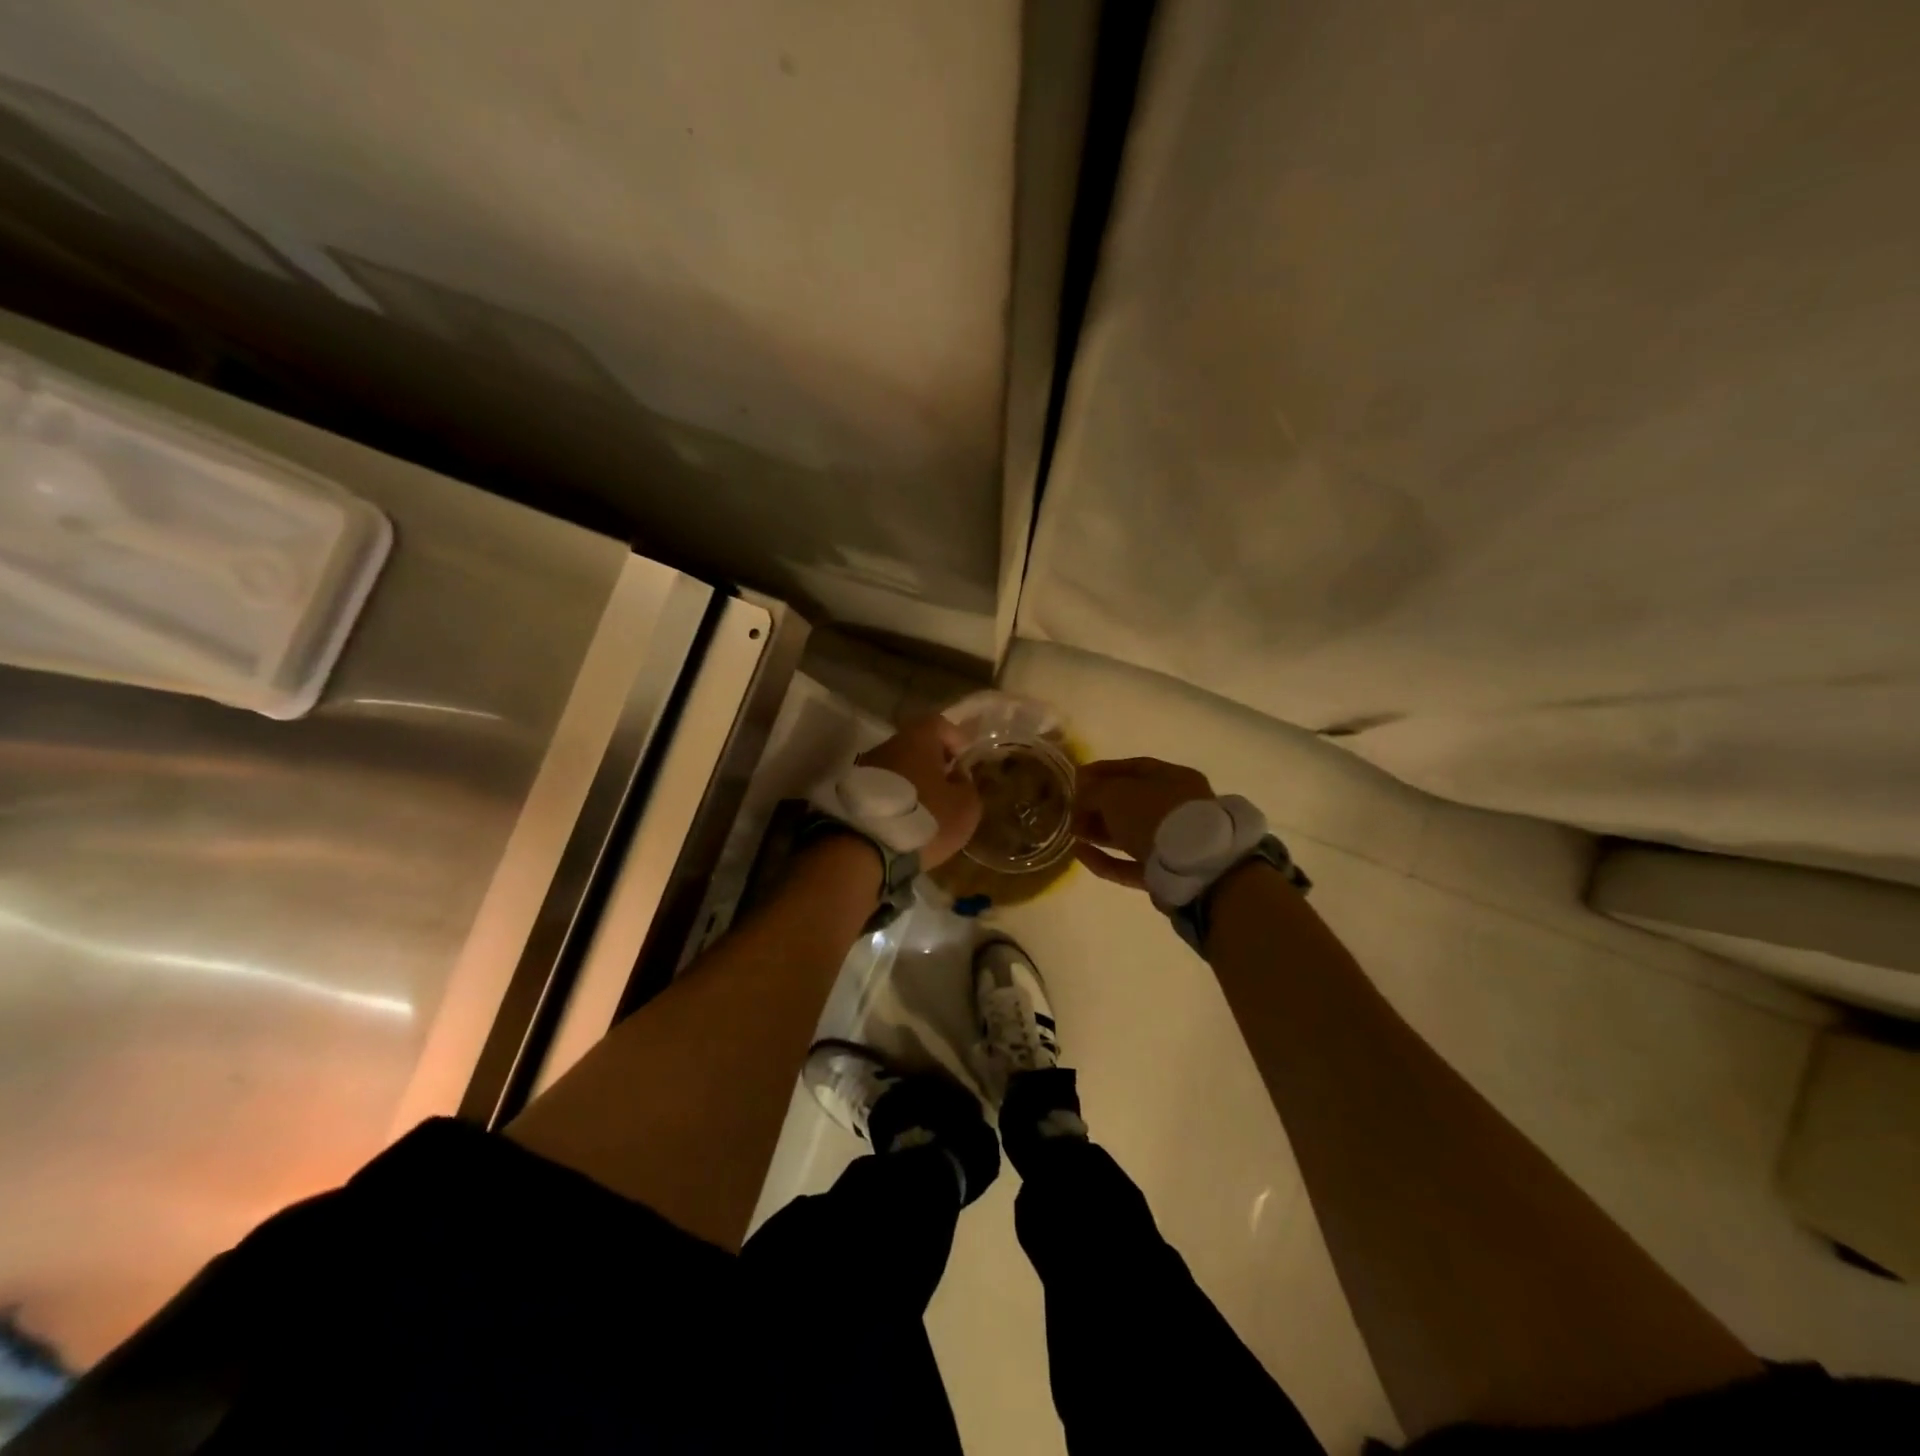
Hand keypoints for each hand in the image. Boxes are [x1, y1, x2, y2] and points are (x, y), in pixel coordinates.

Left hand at [857, 715, 981, 869]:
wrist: (866, 848)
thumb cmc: (926, 818)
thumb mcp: (965, 807)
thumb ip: (967, 785)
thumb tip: (958, 775)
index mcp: (918, 739)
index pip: (940, 724)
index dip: (956, 739)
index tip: (964, 761)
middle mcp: (888, 745)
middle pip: (915, 745)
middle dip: (932, 763)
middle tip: (946, 787)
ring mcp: (864, 767)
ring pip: (896, 767)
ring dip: (911, 782)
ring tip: (924, 809)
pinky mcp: (850, 792)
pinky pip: (880, 788)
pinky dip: (893, 798)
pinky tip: (902, 821)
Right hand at [1071, 757, 1213, 889]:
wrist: (1192, 867)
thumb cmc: (1154, 814)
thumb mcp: (1115, 793)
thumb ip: (1093, 791)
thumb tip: (1080, 797)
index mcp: (1174, 778)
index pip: (1134, 768)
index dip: (1102, 771)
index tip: (1076, 778)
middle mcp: (1177, 808)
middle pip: (1131, 803)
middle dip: (1098, 806)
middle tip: (1070, 810)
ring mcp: (1173, 843)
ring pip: (1129, 834)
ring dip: (1099, 832)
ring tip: (1072, 832)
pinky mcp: (1164, 874)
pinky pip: (1129, 863)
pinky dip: (1105, 859)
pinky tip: (1080, 854)